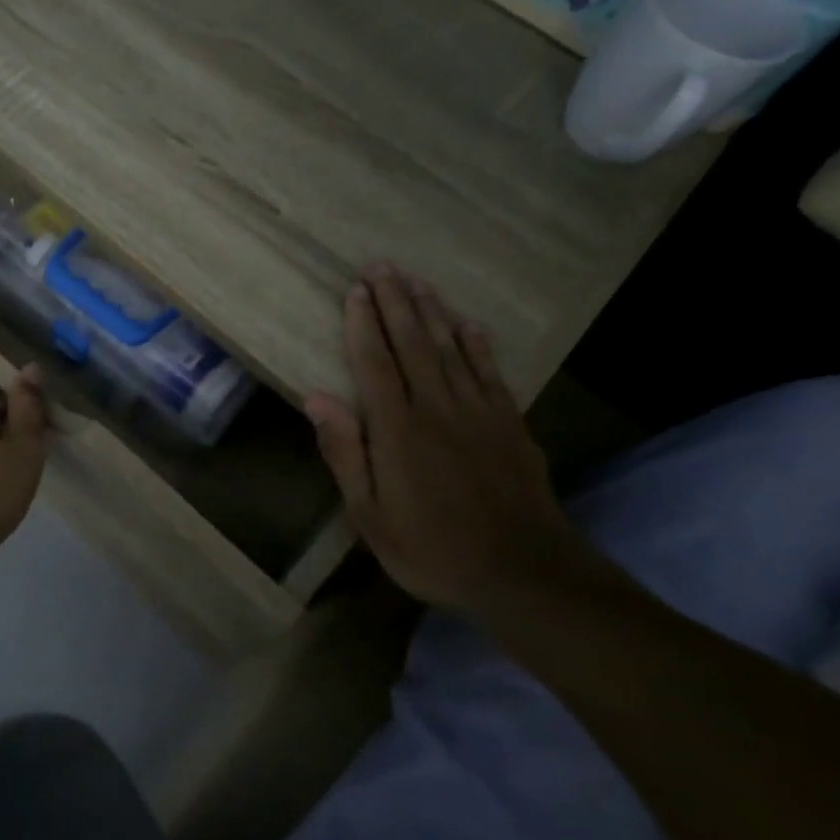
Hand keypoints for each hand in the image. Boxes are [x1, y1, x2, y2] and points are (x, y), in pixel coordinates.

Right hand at [305, 264, 593, 615]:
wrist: (523, 573)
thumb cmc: (431, 548)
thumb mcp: (370, 514)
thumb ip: (345, 452)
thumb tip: (315, 398)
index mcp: (397, 429)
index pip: (375, 363)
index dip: (363, 324)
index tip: (355, 290)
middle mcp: (437, 407)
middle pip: (413, 344)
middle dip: (396, 302)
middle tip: (383, 266)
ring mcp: (479, 412)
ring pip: (451, 349)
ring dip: (432, 312)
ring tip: (418, 281)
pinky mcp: (510, 424)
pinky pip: (490, 372)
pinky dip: (477, 344)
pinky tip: (467, 324)